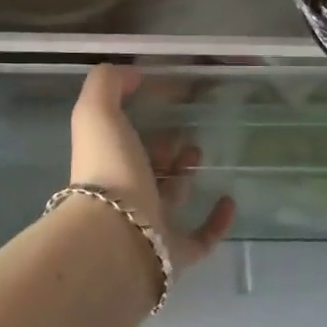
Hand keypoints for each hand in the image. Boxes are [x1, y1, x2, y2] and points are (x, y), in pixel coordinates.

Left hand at [70, 66, 235, 268]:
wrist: (117, 237)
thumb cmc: (109, 168)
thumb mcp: (97, 112)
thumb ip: (106, 84)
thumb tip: (130, 74)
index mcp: (108, 162)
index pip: (125, 138)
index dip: (142, 120)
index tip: (167, 101)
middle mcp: (126, 195)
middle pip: (148, 167)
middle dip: (165, 147)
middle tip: (188, 131)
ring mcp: (151, 226)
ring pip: (171, 198)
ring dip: (186, 175)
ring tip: (201, 152)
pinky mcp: (176, 253)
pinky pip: (201, 238)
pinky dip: (217, 221)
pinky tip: (229, 200)